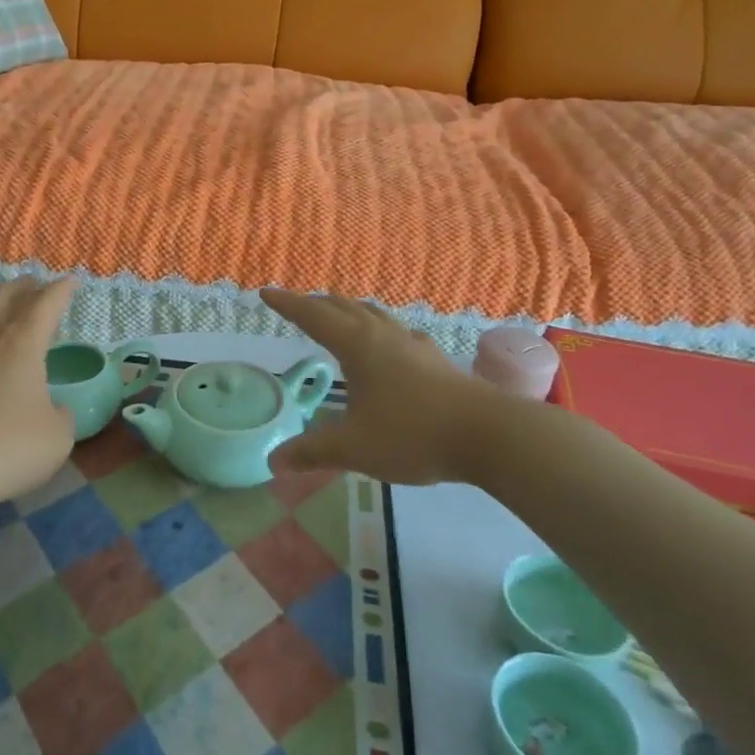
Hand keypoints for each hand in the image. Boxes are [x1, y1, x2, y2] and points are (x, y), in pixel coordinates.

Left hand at [0, 277, 78, 510]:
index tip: (72, 282)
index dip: (62, 290)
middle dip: (25, 286)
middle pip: (4, 295)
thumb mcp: (58, 436)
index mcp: (23, 343)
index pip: (46, 303)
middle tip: (37, 286)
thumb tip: (54, 409)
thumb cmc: (10, 450)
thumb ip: (62, 415)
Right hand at [264, 289, 506, 484]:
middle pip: (344, 308)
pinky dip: (380, 330)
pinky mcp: (436, 361)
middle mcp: (383, 336)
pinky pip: (398, 333)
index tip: (266, 293)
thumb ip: (312, 452)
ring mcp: (414, 346)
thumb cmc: (412, 434)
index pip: (314, 316)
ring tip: (339, 317)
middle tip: (298, 306)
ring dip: (350, 311)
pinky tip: (390, 346)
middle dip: (317, 304)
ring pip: (374, 315)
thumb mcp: (354, 448)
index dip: (288, 304)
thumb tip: (274, 461)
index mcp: (358, 346)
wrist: (488, 435)